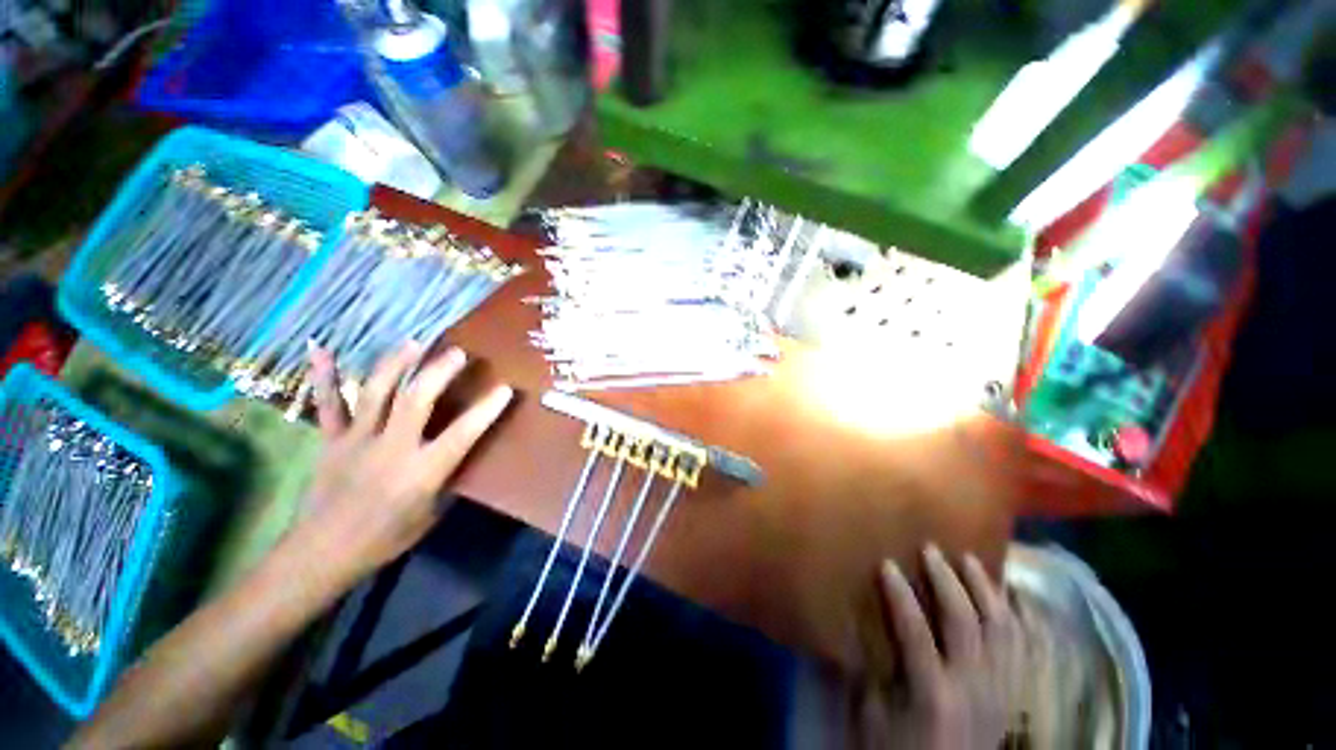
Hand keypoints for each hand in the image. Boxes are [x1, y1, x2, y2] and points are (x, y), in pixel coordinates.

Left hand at [293, 342, 512, 590]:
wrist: (322, 554)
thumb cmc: (385, 539)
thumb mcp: (431, 515)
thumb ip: (449, 479)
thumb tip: (465, 454)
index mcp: (421, 472)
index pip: (462, 434)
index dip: (486, 409)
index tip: (505, 388)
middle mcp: (391, 449)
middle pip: (415, 400)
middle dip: (439, 372)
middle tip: (458, 354)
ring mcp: (357, 440)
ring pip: (376, 393)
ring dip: (397, 364)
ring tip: (414, 343)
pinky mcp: (331, 441)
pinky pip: (327, 404)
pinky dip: (324, 375)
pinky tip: (321, 349)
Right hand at [861, 545, 1020, 749]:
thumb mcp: (874, 718)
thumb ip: (869, 671)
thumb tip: (857, 627)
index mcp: (933, 694)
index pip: (915, 631)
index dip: (899, 594)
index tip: (887, 564)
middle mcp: (973, 688)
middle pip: (966, 622)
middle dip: (947, 580)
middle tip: (931, 549)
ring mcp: (1001, 691)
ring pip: (1003, 629)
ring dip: (986, 589)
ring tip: (970, 560)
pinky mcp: (1015, 695)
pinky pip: (1025, 648)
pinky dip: (1018, 616)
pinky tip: (1009, 595)